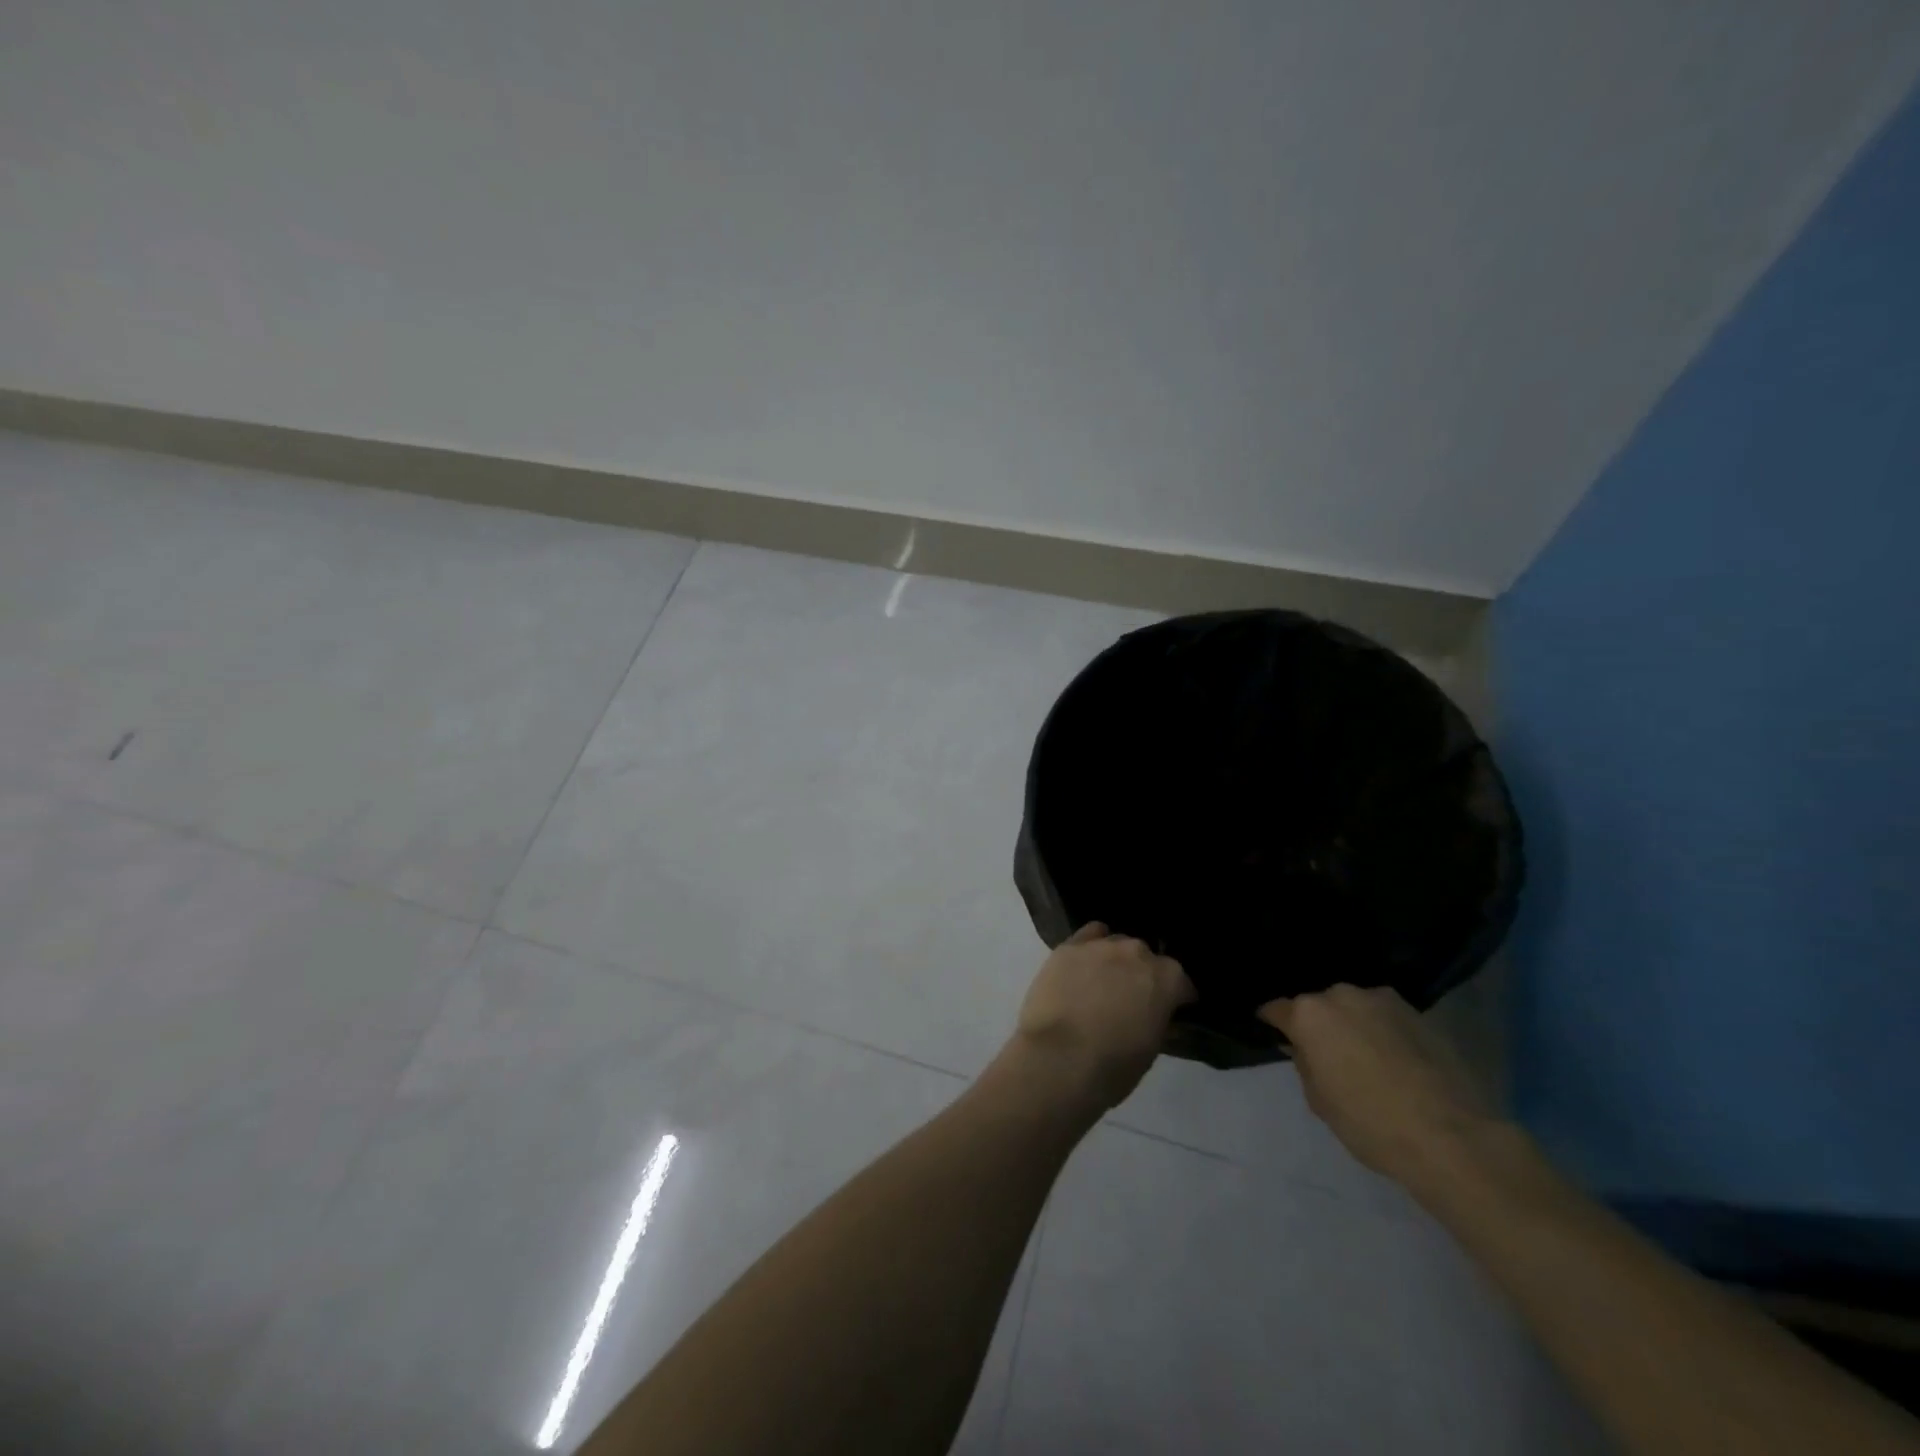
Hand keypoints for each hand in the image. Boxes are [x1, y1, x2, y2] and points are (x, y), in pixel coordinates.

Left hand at [1007, 923, 1194, 1113]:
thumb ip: (1158, 1021)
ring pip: (1117, 943)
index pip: (1181, 982)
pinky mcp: (1070, 946)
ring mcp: (1102, 945)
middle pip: (1146, 957)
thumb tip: (1157, 1014)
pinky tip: (1084, 963)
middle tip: (1132, 999)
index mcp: (1166, 979)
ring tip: (1104, 982)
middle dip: (1143, 975)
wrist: (1059, 1058)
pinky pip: (1088, 936)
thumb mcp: (1150, 1049)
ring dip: (1116, 960)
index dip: (1176, 998)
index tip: (1170, 1011)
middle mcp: (1137, 952)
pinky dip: (1091, 946)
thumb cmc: (1113, 1065)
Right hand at [1259, 984, 1504, 1188]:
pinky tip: (1394, 1059)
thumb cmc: (1370, 1123)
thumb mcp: (1320, 1101)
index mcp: (1309, 1014)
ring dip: (1352, 1024)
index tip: (1274, 1034)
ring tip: (1364, 1056)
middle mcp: (1341, 995)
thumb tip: (1303, 1047)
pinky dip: (1382, 1031)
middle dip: (1318, 1024)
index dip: (1273, 1023)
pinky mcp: (1418, 1013)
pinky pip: (1385, 1017)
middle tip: (1326, 1054)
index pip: (1277, 1009)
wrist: (1451, 1137)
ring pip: (1354, 1008)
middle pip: (1318, 1005)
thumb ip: (1304, 1064)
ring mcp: (1382, 1000)